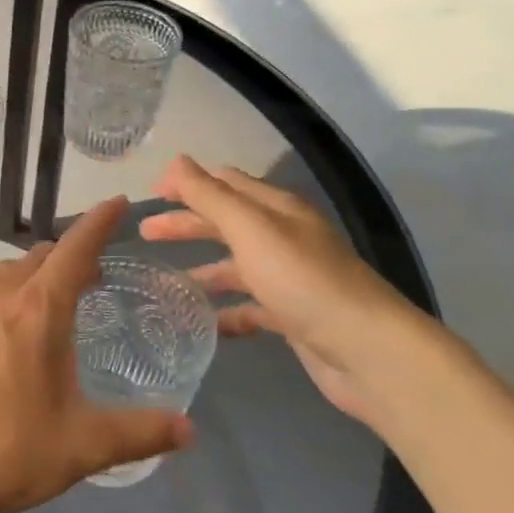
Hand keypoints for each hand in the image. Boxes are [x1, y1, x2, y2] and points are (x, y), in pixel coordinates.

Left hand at [0, 197, 192, 512]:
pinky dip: (13, 291)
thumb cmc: (8, 449)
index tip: (119, 202)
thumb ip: (140, 433)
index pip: (75, 250)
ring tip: (59, 298)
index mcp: (38, 310)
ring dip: (38, 271)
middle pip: (41, 256)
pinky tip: (17, 330)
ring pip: (9, 271)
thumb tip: (189, 430)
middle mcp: (1, 297)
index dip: (99, 223)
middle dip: (71, 253)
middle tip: (97, 273)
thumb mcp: (84, 446)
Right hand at [139, 156, 432, 425]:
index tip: (151, 194)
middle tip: (145, 234)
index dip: (188, 183)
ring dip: (202, 270)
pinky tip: (202, 324)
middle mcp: (283, 237)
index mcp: (276, 209)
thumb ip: (210, 195)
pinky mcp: (292, 316)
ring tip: (163, 284)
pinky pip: (249, 308)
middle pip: (226, 222)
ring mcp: (289, 278)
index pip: (225, 183)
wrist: (368, 351)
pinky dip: (225, 312)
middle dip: (186, 224)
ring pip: (235, 266)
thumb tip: (176, 161)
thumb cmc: (303, 279)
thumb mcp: (250, 229)